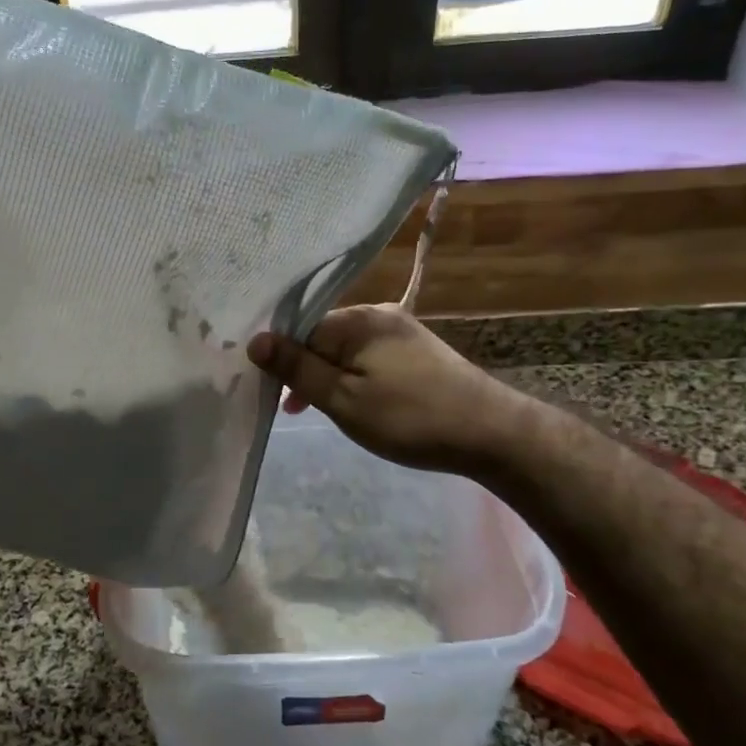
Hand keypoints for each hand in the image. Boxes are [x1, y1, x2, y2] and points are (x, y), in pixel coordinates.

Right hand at [247, 305, 524, 476]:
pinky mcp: (418, 350)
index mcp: (357, 320)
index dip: (282, 362)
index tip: (275, 396)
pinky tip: (361, 403)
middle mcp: (379, 313)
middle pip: (322, 337)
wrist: (490, 433)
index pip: (299, 330)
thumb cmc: (409, 418)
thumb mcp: (343, 399)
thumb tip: (256, 339)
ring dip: (330, 377)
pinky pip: (369, 356)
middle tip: (296, 412)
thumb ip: (297, 369)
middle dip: (306, 371)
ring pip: (346, 349)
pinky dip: (355, 377)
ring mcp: (402, 330)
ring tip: (326, 412)